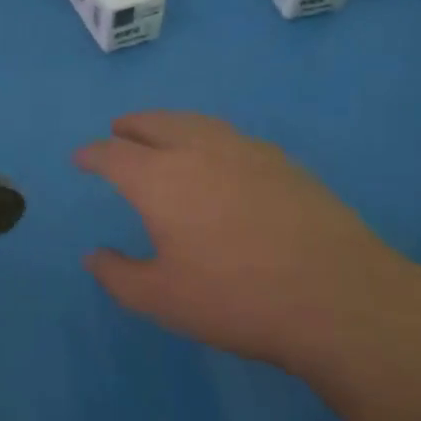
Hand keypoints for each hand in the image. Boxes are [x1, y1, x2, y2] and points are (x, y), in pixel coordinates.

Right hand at [74, 111, 417, 372]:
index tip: (81, 159)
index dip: (92, 154)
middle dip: (129, 127)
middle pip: (153, 123)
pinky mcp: (281, 161)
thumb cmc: (237, 299)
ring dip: (168, 123)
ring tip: (161, 133)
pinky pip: (229, 135)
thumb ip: (118, 275)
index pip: (113, 154)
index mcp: (159, 178)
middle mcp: (197, 150)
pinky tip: (216, 156)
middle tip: (118, 132)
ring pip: (194, 121)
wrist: (339, 298)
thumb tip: (93, 256)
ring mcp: (244, 150)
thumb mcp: (163, 299)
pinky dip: (206, 135)